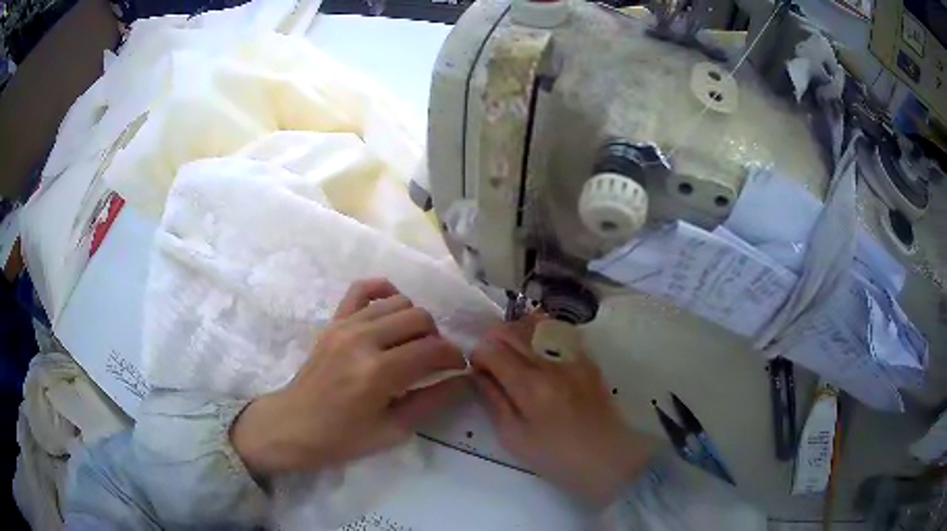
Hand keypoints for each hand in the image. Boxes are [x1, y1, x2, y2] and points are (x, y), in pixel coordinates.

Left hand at [232, 278, 466, 478]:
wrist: (293, 425)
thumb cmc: (342, 438)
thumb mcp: (393, 430)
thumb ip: (432, 401)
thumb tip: (463, 380)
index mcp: (378, 373)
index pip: (433, 349)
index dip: (455, 357)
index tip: (458, 368)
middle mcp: (363, 340)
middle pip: (420, 318)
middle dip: (437, 338)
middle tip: (433, 361)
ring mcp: (345, 325)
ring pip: (399, 302)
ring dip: (414, 321)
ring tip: (411, 343)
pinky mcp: (333, 321)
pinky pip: (362, 289)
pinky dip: (383, 291)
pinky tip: (390, 311)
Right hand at [471, 315, 655, 507]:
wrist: (606, 457)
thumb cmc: (555, 456)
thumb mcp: (513, 437)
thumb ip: (493, 401)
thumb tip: (479, 375)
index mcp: (529, 386)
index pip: (492, 349)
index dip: (477, 355)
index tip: (477, 370)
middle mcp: (551, 363)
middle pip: (512, 330)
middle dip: (492, 339)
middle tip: (490, 360)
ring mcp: (573, 357)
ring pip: (536, 324)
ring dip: (516, 332)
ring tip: (513, 352)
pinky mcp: (587, 360)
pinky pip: (559, 333)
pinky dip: (541, 335)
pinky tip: (539, 352)